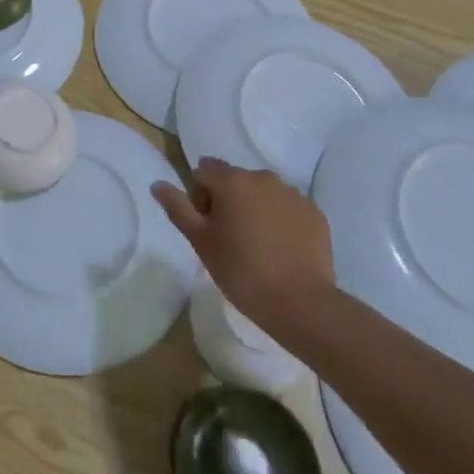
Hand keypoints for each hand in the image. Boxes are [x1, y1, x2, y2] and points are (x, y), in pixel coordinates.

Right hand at [152, 159, 333, 340]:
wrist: (300, 302)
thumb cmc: (241, 270)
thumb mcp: (200, 241)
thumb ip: (178, 208)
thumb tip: (158, 183)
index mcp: (233, 180)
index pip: (205, 170)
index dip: (200, 195)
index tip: (207, 225)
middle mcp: (264, 178)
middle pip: (236, 180)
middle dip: (229, 201)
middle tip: (229, 239)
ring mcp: (294, 194)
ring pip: (264, 193)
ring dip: (255, 209)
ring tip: (258, 246)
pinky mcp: (315, 213)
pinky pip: (288, 208)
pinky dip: (281, 221)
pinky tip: (281, 250)